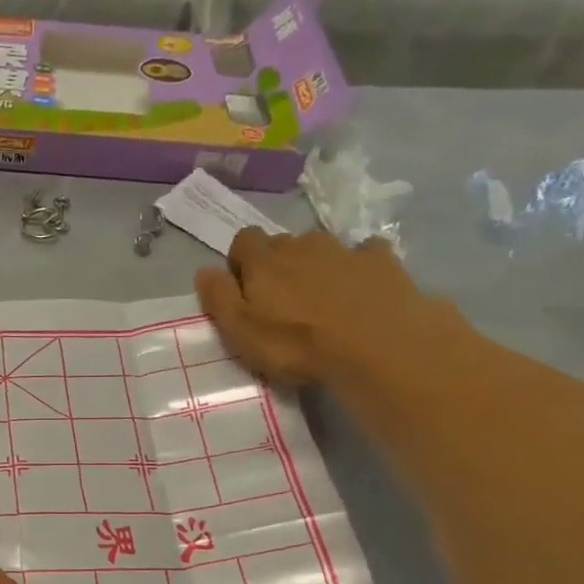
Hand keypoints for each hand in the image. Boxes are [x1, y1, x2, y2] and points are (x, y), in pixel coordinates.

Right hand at [194, 227, 446, 386]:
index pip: (243, 240)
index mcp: (264, 261)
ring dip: (316, 264)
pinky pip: (364, 253)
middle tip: (282, 300)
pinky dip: (358, 265)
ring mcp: (344, 249)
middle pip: (282, 244)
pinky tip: (361, 288)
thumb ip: (218, 297)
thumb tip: (203, 270)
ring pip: (321, 247)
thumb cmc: (296, 343)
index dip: (240, 261)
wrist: (374, 343)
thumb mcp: (241, 330)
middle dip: (278, 264)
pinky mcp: (381, 259)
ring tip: (321, 297)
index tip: (244, 288)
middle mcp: (301, 244)